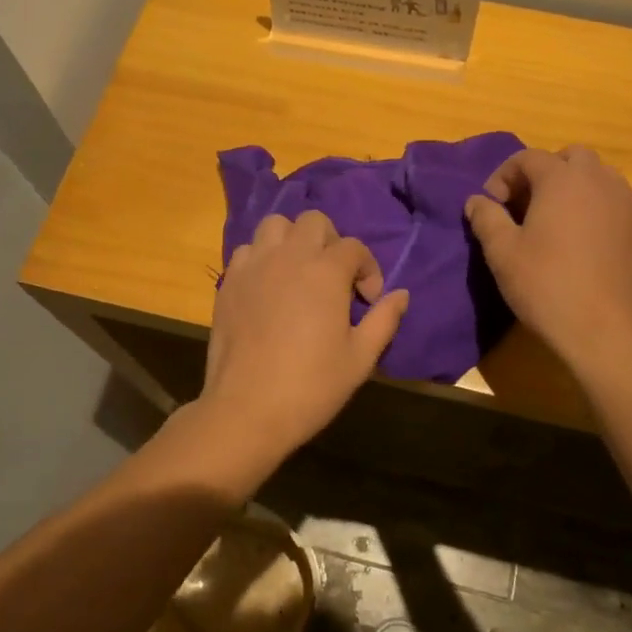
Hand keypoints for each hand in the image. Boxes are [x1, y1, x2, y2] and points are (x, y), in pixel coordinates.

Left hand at [198, 210, 409, 460]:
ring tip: (299, 272)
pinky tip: (268, 286)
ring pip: (275, 225)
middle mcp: (289, 256)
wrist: (247, 409)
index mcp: (326, 271)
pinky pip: (247, 250)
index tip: (367, 300)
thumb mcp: (360, 358)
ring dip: (292, 240)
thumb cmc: (311, 386)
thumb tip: (401, 294)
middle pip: (314, 222)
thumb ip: (384, 320)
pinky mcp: (229, 281)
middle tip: (334, 278)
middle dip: (331, 242)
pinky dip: (262, 257)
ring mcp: (255, 266)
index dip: (368, 269)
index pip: (354, 247)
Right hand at [465, 146, 631, 366]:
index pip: (528, 158)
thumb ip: (486, 218)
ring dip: (576, 190)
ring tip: (558, 224)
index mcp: (562, 179)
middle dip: (546, 173)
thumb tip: (477, 200)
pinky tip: (586, 249)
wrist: (606, 331)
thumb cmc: (546, 285)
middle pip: (572, 157)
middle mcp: (600, 182)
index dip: (504, 176)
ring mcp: (629, 207)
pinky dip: (599, 215)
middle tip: (528, 206)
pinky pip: (618, 210)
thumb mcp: (502, 252)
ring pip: (601, 180)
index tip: (492, 206)